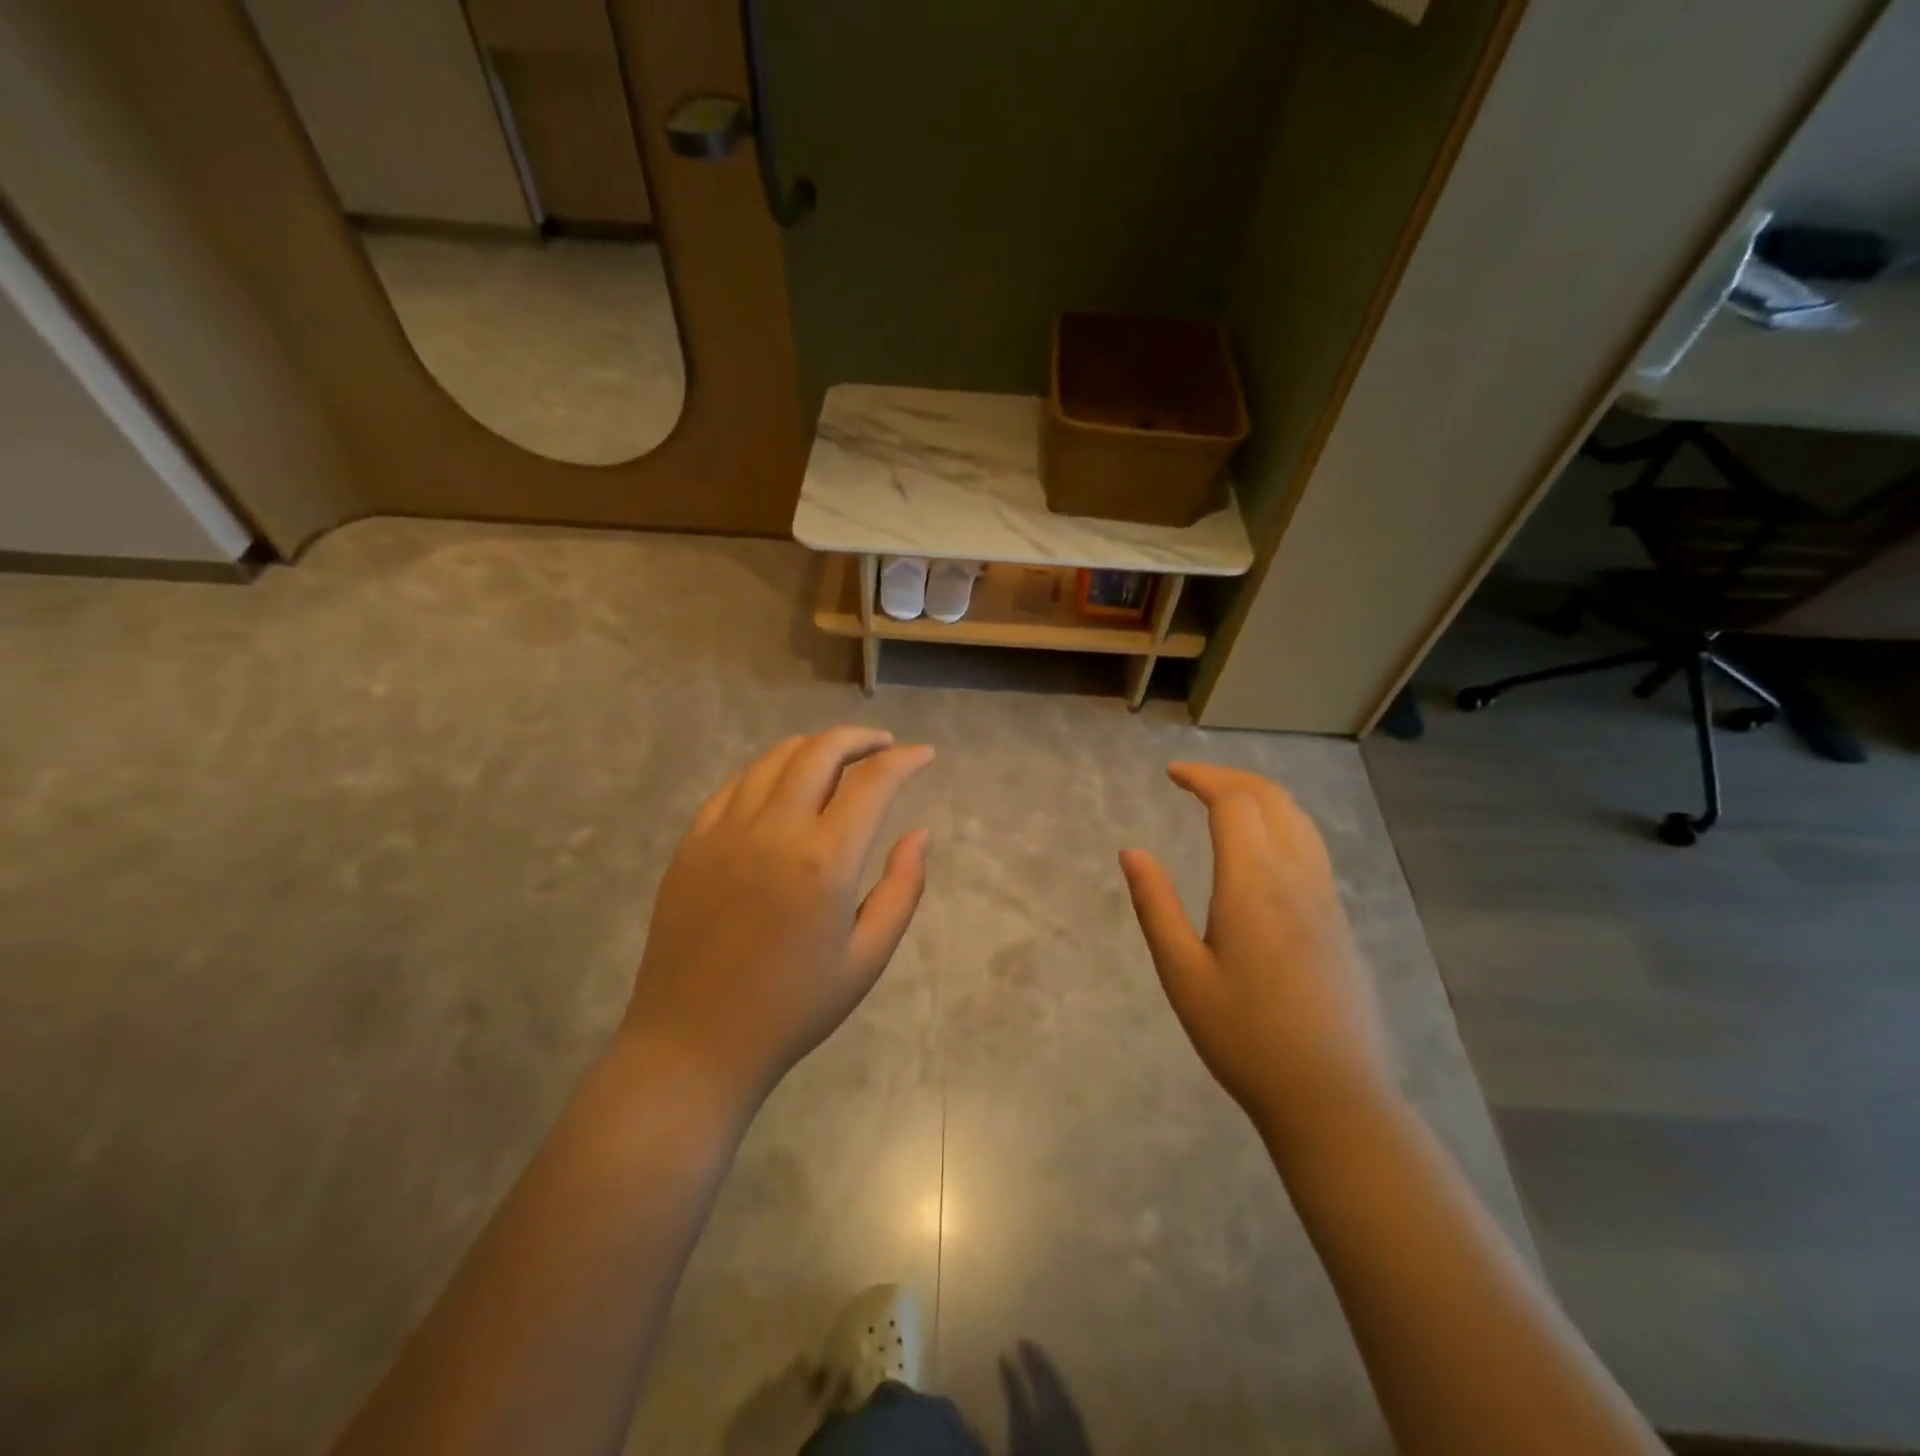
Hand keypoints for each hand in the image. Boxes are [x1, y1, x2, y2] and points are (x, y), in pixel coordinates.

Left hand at [623, 728, 933, 1107]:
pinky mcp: (692, 842)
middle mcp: (773, 830)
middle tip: (884, 745)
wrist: (694, 1042)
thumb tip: (918, 833)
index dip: (905, 760)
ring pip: (775, 758)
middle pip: (820, 752)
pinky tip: (783, 785)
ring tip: (839, 758)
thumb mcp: (867, 958)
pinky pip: (736, 784)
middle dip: (860, 739)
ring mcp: (725, 831)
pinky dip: (770, 770)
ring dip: (815, 747)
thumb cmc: (793, 1008)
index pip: (873, 782)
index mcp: (824, 861)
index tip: (924, 755)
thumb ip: (902, 889)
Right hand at [1119, 763, 1395, 1147]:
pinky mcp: (1340, 921)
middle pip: (1272, 799)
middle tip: (1193, 779)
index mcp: (1254, 884)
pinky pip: (1312, 846)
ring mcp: (1326, 898)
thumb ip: (1156, 906)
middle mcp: (1297, 877)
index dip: (1203, 777)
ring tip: (1225, 800)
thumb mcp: (1182, 974)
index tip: (1172, 773)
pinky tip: (1262, 847)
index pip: (1234, 802)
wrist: (1331, 1095)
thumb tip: (1132, 852)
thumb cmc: (1244, 1037)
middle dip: (1231, 777)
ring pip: (1299, 819)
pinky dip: (1282, 822)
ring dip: (1261, 795)